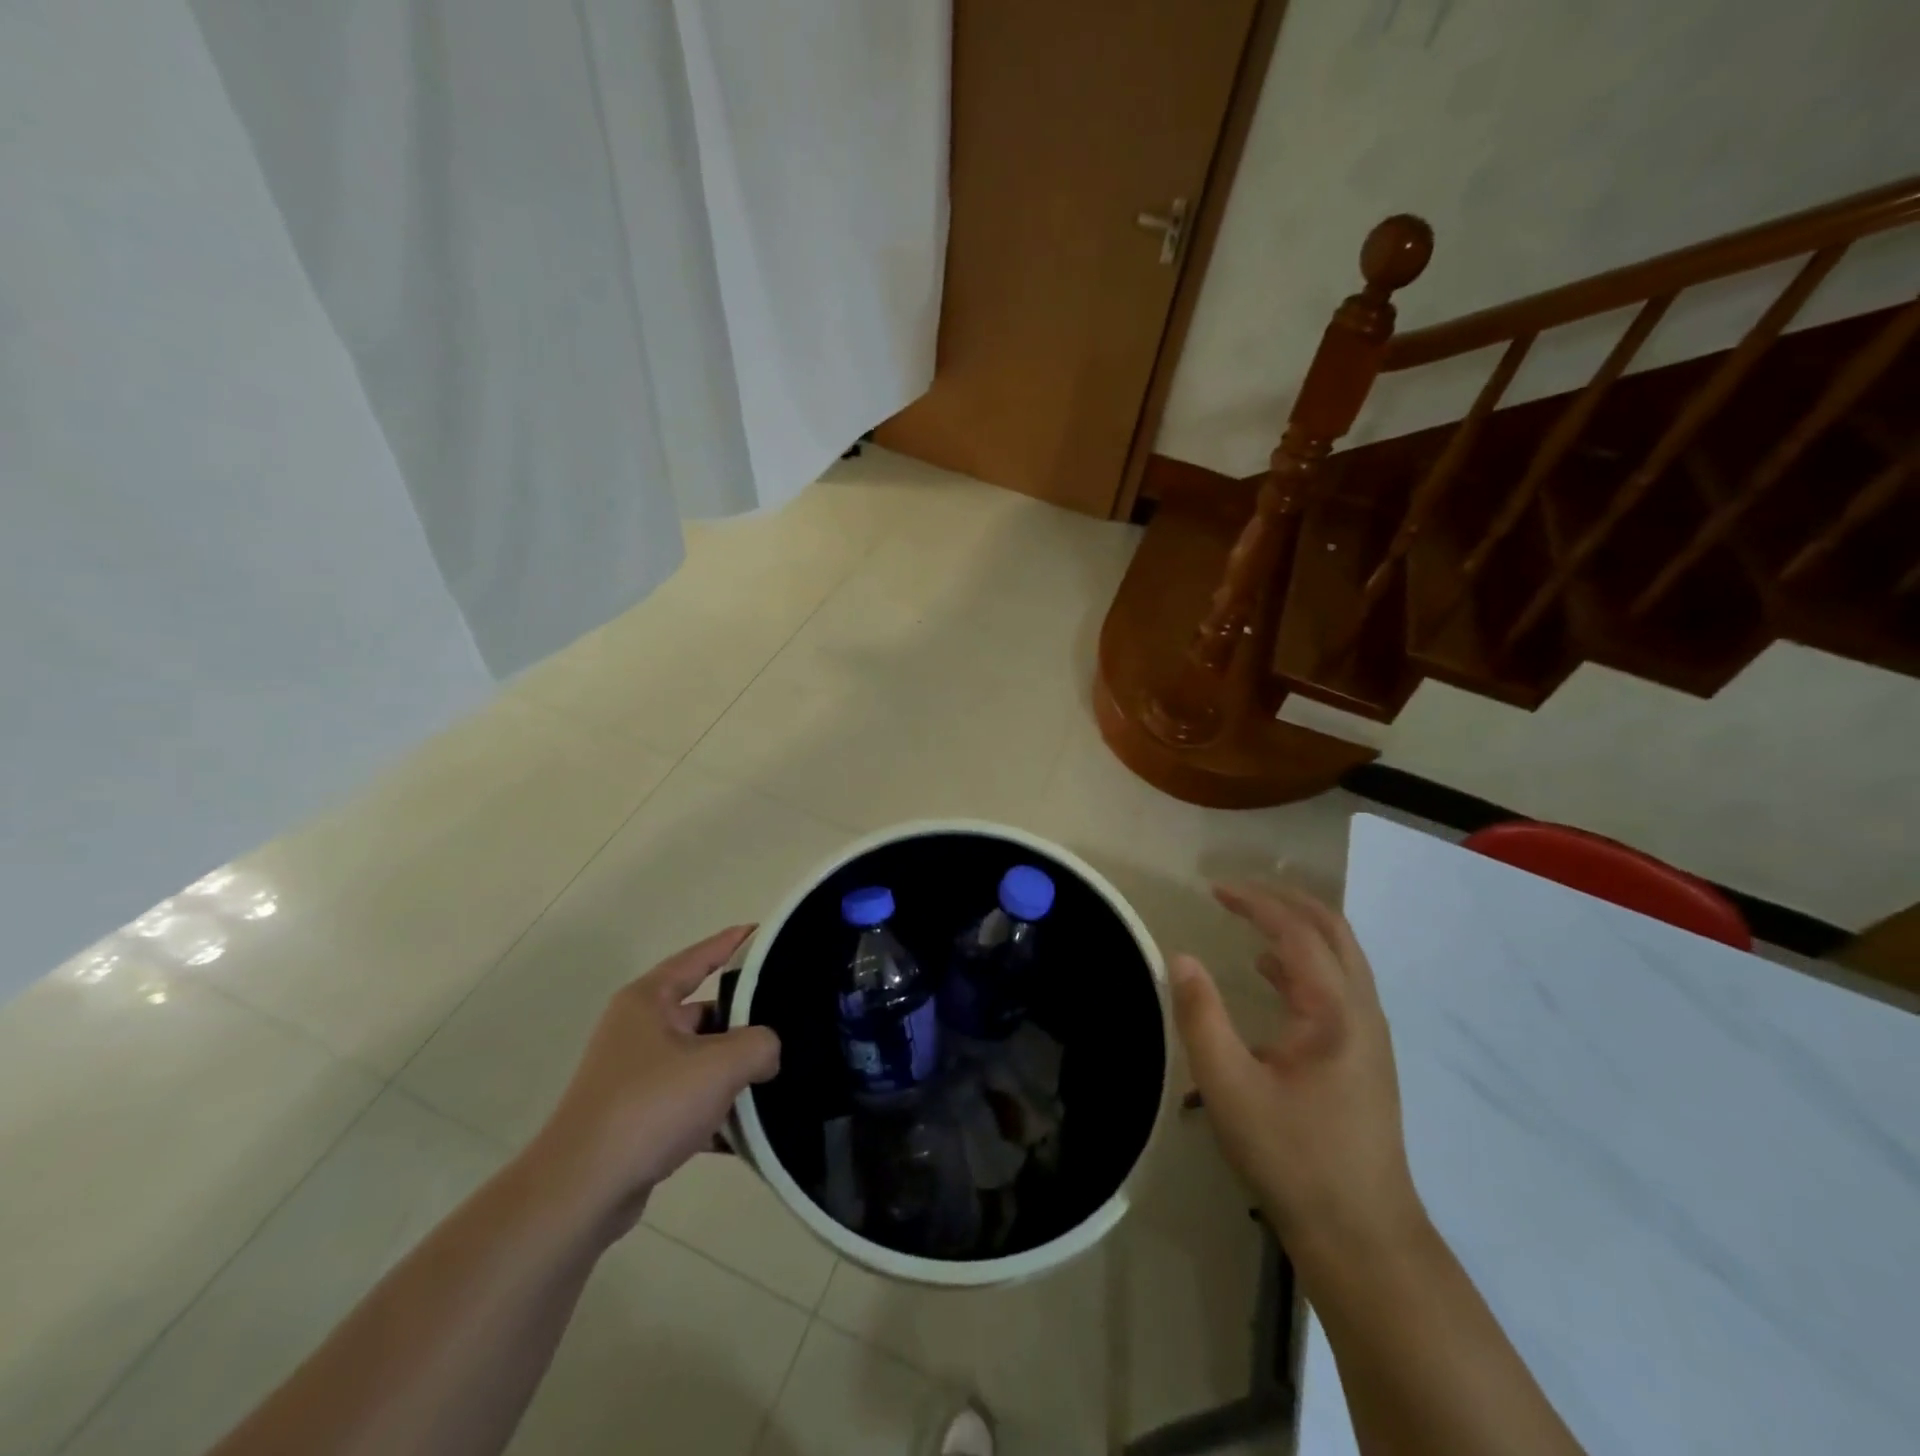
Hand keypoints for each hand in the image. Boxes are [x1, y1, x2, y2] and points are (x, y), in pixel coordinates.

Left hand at [527, 926, 780, 1235]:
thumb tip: (768, 1053)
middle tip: (788, 1020)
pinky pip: (687, 1102)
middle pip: (703, 1012)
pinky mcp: (635, 1117)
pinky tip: (748, 1131)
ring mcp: (634, 1075)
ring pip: (698, 1060)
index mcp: (648, 1001)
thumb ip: (760, 1045)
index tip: (764, 933)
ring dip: (732, 1071)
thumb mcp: (720, 1065)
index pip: (699, 958)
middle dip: (743, 1021)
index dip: (733, 943)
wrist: (581, 1192)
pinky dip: (715, 1112)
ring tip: (777, 1076)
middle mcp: (638, 1030)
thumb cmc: (650, 1106)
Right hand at [1172, 883, 1424, 1260]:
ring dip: (1298, 928)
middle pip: (1332, 932)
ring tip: (1251, 918)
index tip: (1214, 889)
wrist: (1363, 1238)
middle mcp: (1362, 1012)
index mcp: (1335, 1012)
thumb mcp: (1229, 1087)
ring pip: (1340, 958)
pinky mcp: (1364, 1058)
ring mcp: (1369, 1036)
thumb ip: (1201, 1016)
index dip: (1255, 902)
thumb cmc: (1293, 1158)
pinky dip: (1302, 962)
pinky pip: (1336, 986)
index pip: (1297, 932)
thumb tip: (1180, 958)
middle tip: (1239, 890)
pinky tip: (1269, 974)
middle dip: (1287, 901)